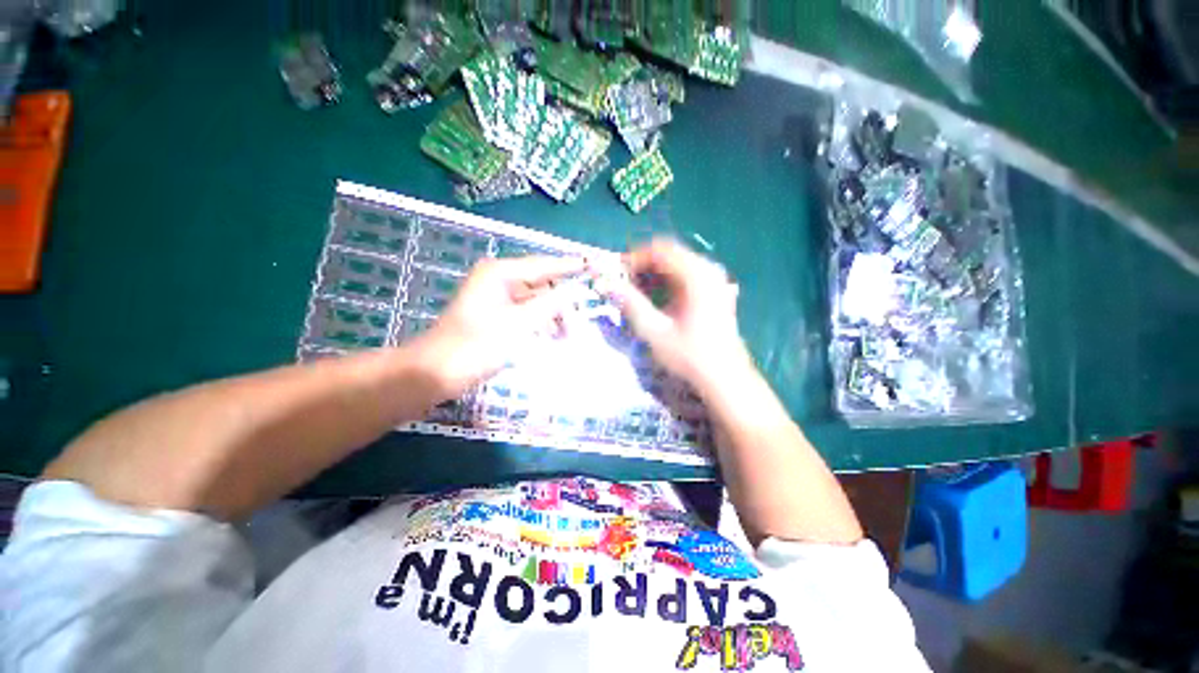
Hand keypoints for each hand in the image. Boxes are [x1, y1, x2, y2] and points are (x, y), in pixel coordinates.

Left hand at [411, 255, 586, 397]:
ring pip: (534, 300)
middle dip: (560, 301)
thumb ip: (549, 306)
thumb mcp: (519, 325)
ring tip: (566, 334)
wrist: (437, 372)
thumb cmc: (477, 345)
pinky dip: (539, 323)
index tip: (592, 265)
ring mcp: (496, 298)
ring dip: (551, 315)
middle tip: (579, 318)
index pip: (543, 265)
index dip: (569, 266)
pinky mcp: (496, 315)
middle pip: (540, 283)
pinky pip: (526, 313)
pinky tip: (551, 336)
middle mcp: (498, 280)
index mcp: (500, 273)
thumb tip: (573, 291)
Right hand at [602, 239, 752, 389]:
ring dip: (655, 273)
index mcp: (696, 276)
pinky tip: (659, 299)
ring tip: (638, 293)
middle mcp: (709, 270)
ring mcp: (715, 280)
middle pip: (669, 253)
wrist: (725, 378)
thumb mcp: (655, 331)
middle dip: (644, 265)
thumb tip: (606, 283)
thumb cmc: (690, 356)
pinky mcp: (716, 290)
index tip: (617, 275)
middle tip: (625, 285)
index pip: (660, 250)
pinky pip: (687, 274)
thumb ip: (631, 303)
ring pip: (678, 263)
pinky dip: (668, 281)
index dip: (634, 258)